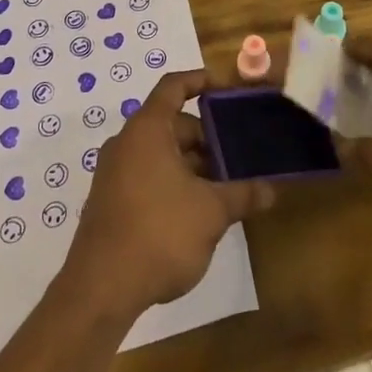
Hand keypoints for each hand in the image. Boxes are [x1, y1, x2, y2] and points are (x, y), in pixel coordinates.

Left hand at [65, 71, 274, 318]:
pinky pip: (147, 174)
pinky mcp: (110, 201)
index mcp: (148, 129)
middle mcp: (127, 142)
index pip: (174, 86)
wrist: (100, 290)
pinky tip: (197, 210)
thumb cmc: (159, 233)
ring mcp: (114, 173)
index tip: (227, 89)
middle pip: (172, 123)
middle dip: (206, 136)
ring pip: (161, 152)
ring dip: (192, 163)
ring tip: (224, 184)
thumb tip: (270, 190)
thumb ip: (242, 194)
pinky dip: (173, 180)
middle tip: (238, 153)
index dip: (201, 81)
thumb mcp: (211, 212)